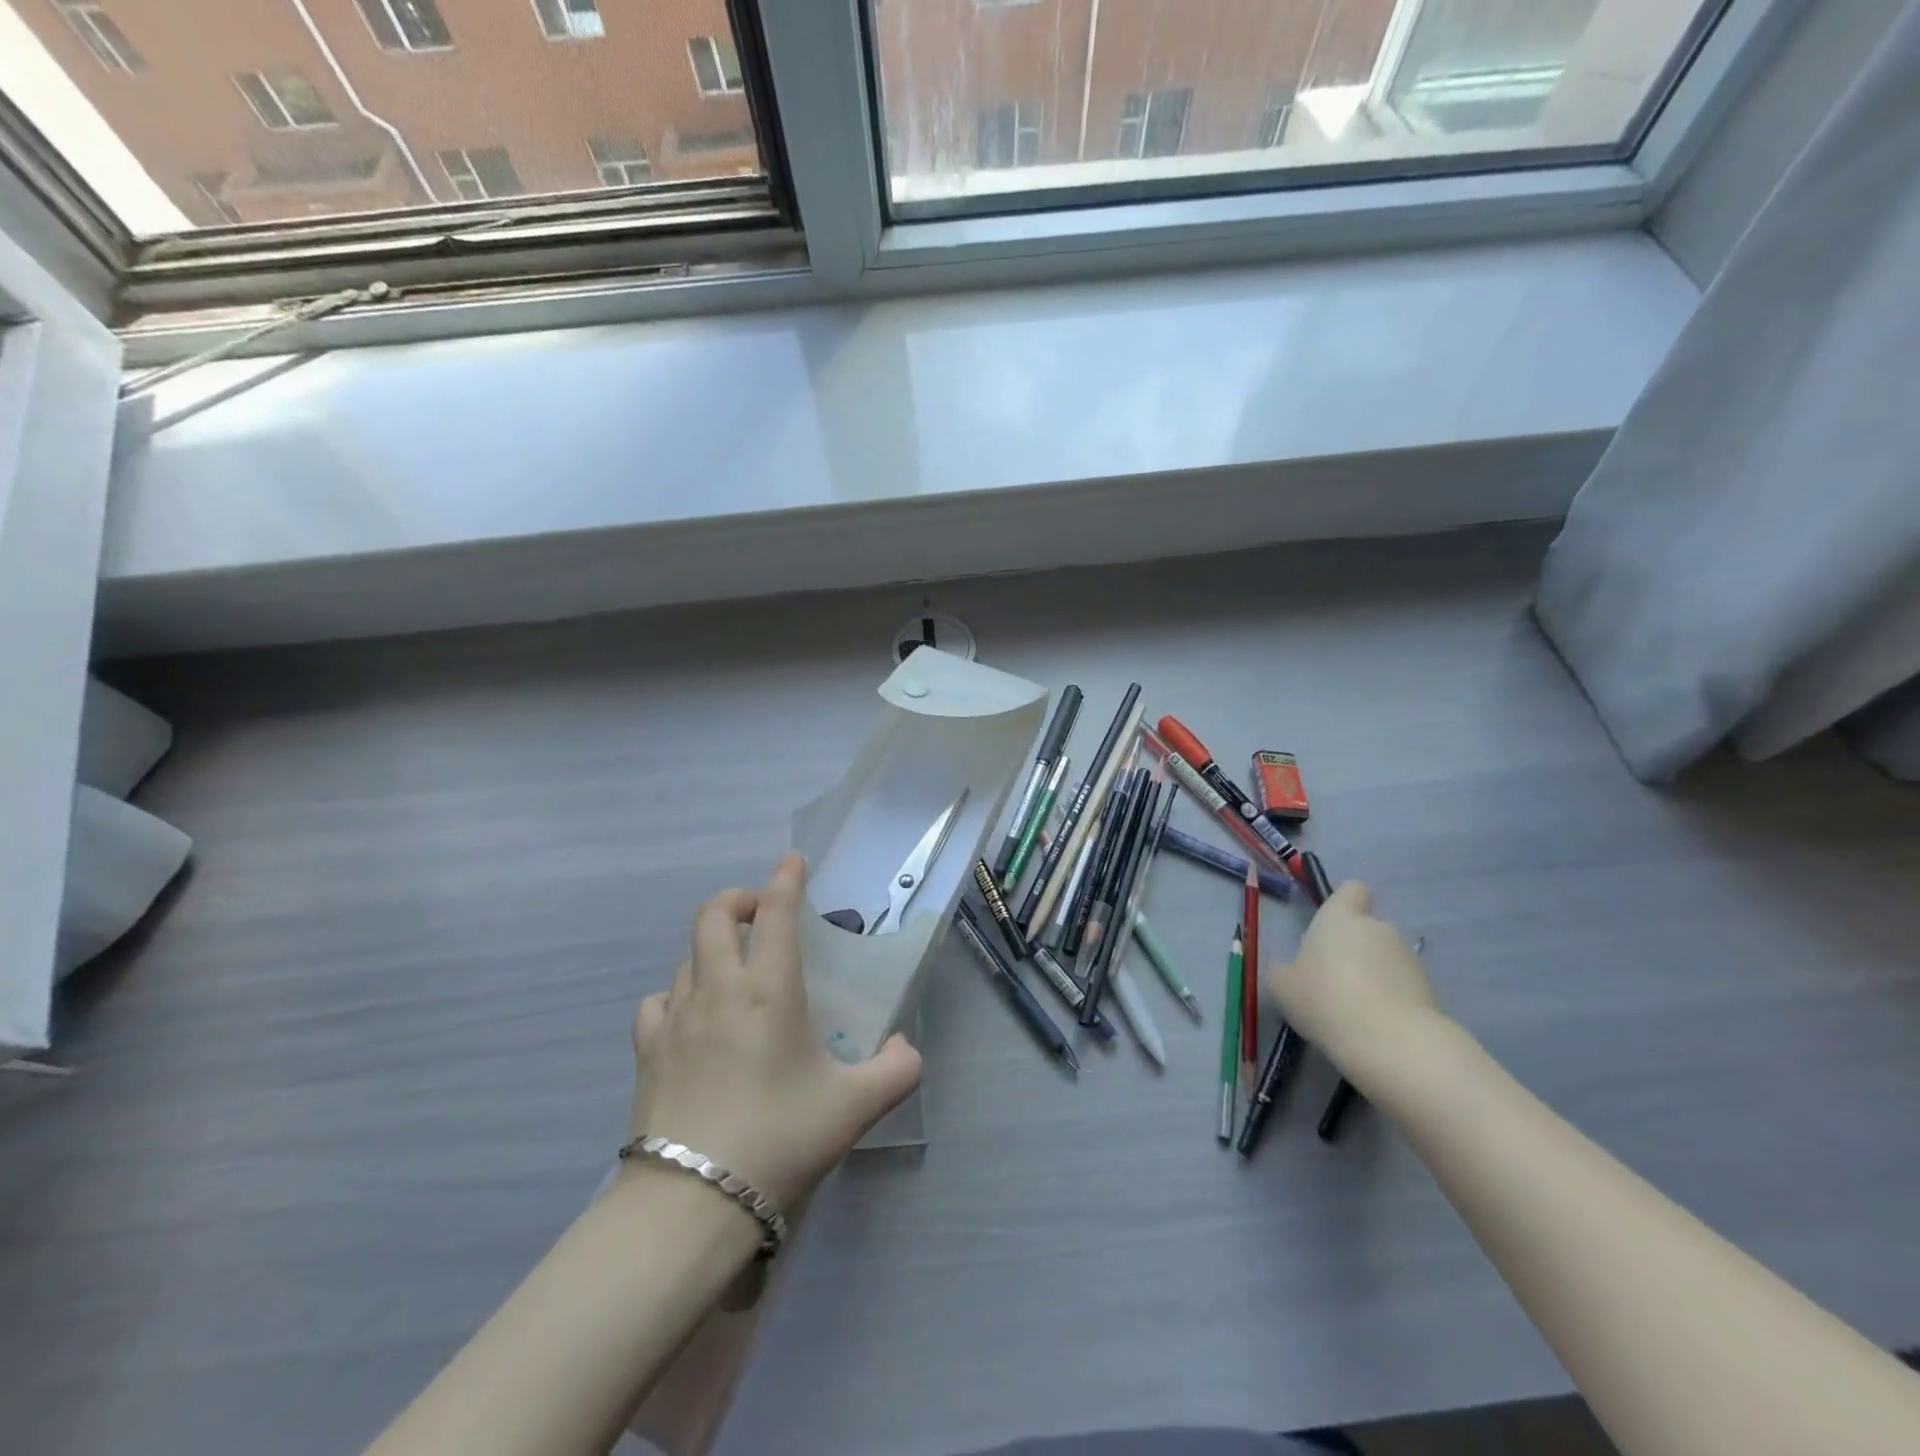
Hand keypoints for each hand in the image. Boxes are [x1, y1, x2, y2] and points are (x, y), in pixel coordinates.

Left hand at [629, 852, 923, 1210]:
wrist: (693, 1203)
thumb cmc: (780, 1138)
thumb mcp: (856, 1106)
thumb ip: (898, 1070)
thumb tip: (906, 1048)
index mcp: (769, 989)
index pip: (775, 913)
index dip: (786, 879)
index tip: (793, 860)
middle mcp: (719, 989)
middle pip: (714, 915)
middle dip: (738, 900)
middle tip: (760, 914)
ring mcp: (675, 1018)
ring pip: (687, 955)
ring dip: (711, 946)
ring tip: (733, 968)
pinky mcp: (647, 1051)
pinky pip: (658, 1001)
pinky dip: (677, 993)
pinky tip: (691, 1017)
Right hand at [1264, 881, 1441, 1077]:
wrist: (1391, 1042)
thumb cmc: (1324, 999)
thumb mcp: (1281, 986)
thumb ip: (1284, 970)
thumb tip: (1290, 971)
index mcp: (1341, 917)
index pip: (1352, 889)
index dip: (1343, 903)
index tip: (1330, 926)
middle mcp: (1379, 928)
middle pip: (1368, 928)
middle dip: (1355, 948)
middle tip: (1333, 979)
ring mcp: (1409, 958)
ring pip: (1386, 958)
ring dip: (1374, 974)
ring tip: (1356, 1009)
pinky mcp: (1430, 990)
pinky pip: (1403, 987)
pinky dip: (1392, 1000)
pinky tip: (1376, 1025)